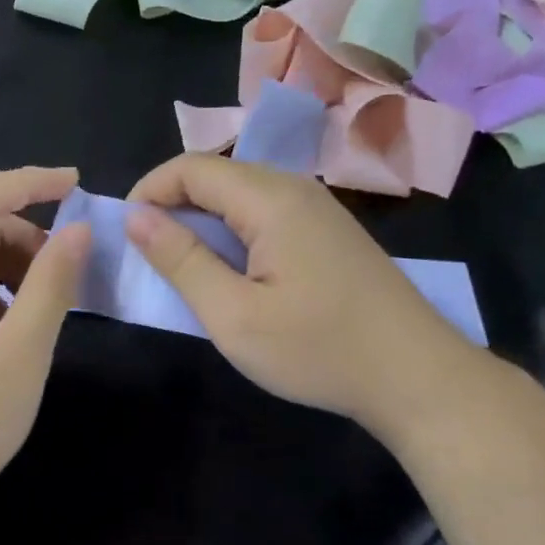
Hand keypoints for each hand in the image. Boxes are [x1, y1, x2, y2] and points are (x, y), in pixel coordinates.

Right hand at [126, 155, 487, 439]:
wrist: (418, 377)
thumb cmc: (319, 350)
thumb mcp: (234, 315)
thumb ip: (181, 260)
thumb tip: (135, 216)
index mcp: (270, 198)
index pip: (191, 167)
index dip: (149, 191)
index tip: (126, 234)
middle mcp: (295, 188)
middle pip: (216, 175)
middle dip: (172, 205)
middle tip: (150, 256)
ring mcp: (317, 208)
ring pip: (240, 194)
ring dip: (202, 221)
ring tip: (184, 267)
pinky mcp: (328, 231)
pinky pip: (265, 212)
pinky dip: (233, 232)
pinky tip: (233, 272)